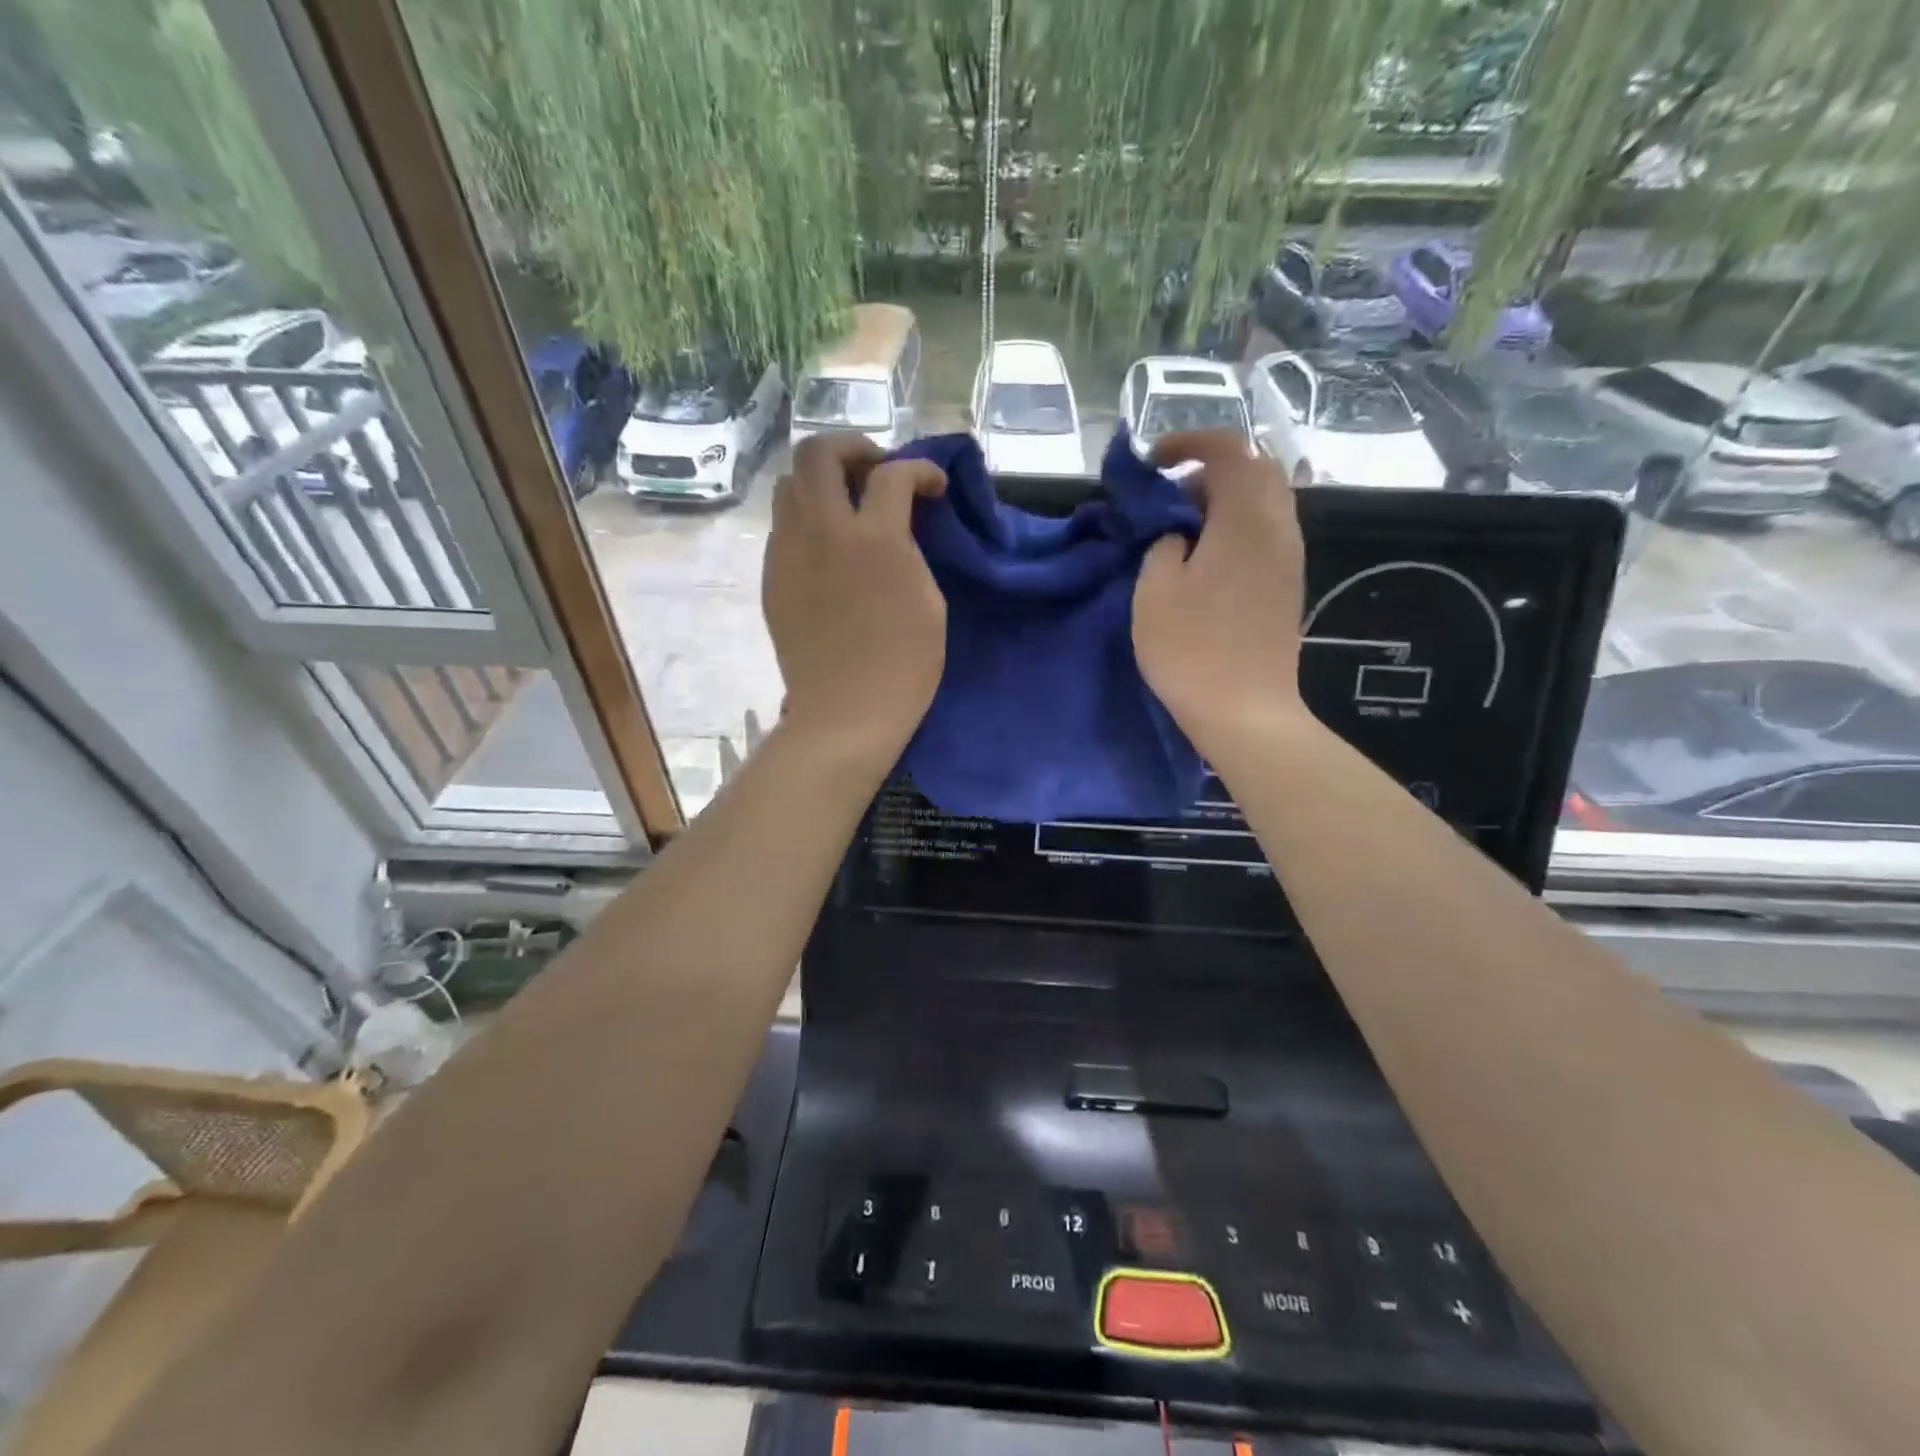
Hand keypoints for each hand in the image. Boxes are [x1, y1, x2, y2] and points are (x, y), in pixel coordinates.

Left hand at [763, 435, 947, 767]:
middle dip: (852, 448)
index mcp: (874, 540)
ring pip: (789, 483)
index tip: (933, 486)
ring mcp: (788, 553)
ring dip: (822, 480)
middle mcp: (822, 532)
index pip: (892, 474)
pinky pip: (782, 526)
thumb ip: (909, 548)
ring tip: (847, 505)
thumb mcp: (928, 600)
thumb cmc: (903, 664)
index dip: (919, 469)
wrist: (846, 712)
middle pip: (819, 452)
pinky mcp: (772, 577)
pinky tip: (827, 546)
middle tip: (876, 473)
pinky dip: (806, 518)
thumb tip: (894, 525)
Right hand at [1133, 431, 1309, 744]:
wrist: (1246, 711)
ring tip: (1184, 530)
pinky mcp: (1288, 584)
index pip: (1229, 449)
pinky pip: (1267, 532)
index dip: (1189, 442)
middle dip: (1211, 469)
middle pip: (1256, 469)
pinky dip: (1236, 526)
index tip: (1153, 463)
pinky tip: (1206, 559)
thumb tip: (1179, 535)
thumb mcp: (1154, 591)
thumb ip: (1163, 545)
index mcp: (1245, 519)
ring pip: (1265, 501)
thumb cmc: (1191, 650)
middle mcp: (1278, 528)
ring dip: (1225, 500)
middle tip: (1170, 499)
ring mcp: (1289, 557)